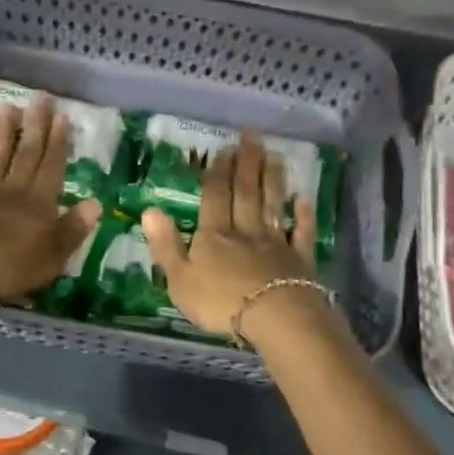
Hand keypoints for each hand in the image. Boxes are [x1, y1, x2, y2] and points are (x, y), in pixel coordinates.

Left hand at [0, 97, 101, 302]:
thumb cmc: (6, 265)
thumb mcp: (50, 257)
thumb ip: (72, 230)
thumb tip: (95, 204)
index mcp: (39, 204)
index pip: (52, 167)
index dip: (58, 142)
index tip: (62, 115)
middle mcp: (13, 190)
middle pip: (26, 153)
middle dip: (35, 125)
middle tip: (40, 97)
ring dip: (3, 131)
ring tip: (8, 106)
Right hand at [142, 130, 336, 340]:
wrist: (275, 318)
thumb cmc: (221, 302)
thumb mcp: (180, 279)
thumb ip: (166, 245)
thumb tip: (150, 209)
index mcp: (214, 235)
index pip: (215, 196)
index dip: (218, 171)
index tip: (224, 147)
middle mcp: (245, 231)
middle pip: (246, 192)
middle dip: (247, 163)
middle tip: (252, 136)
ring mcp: (275, 243)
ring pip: (272, 204)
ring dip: (273, 179)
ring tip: (274, 155)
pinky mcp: (299, 260)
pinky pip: (300, 233)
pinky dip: (302, 215)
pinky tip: (303, 199)